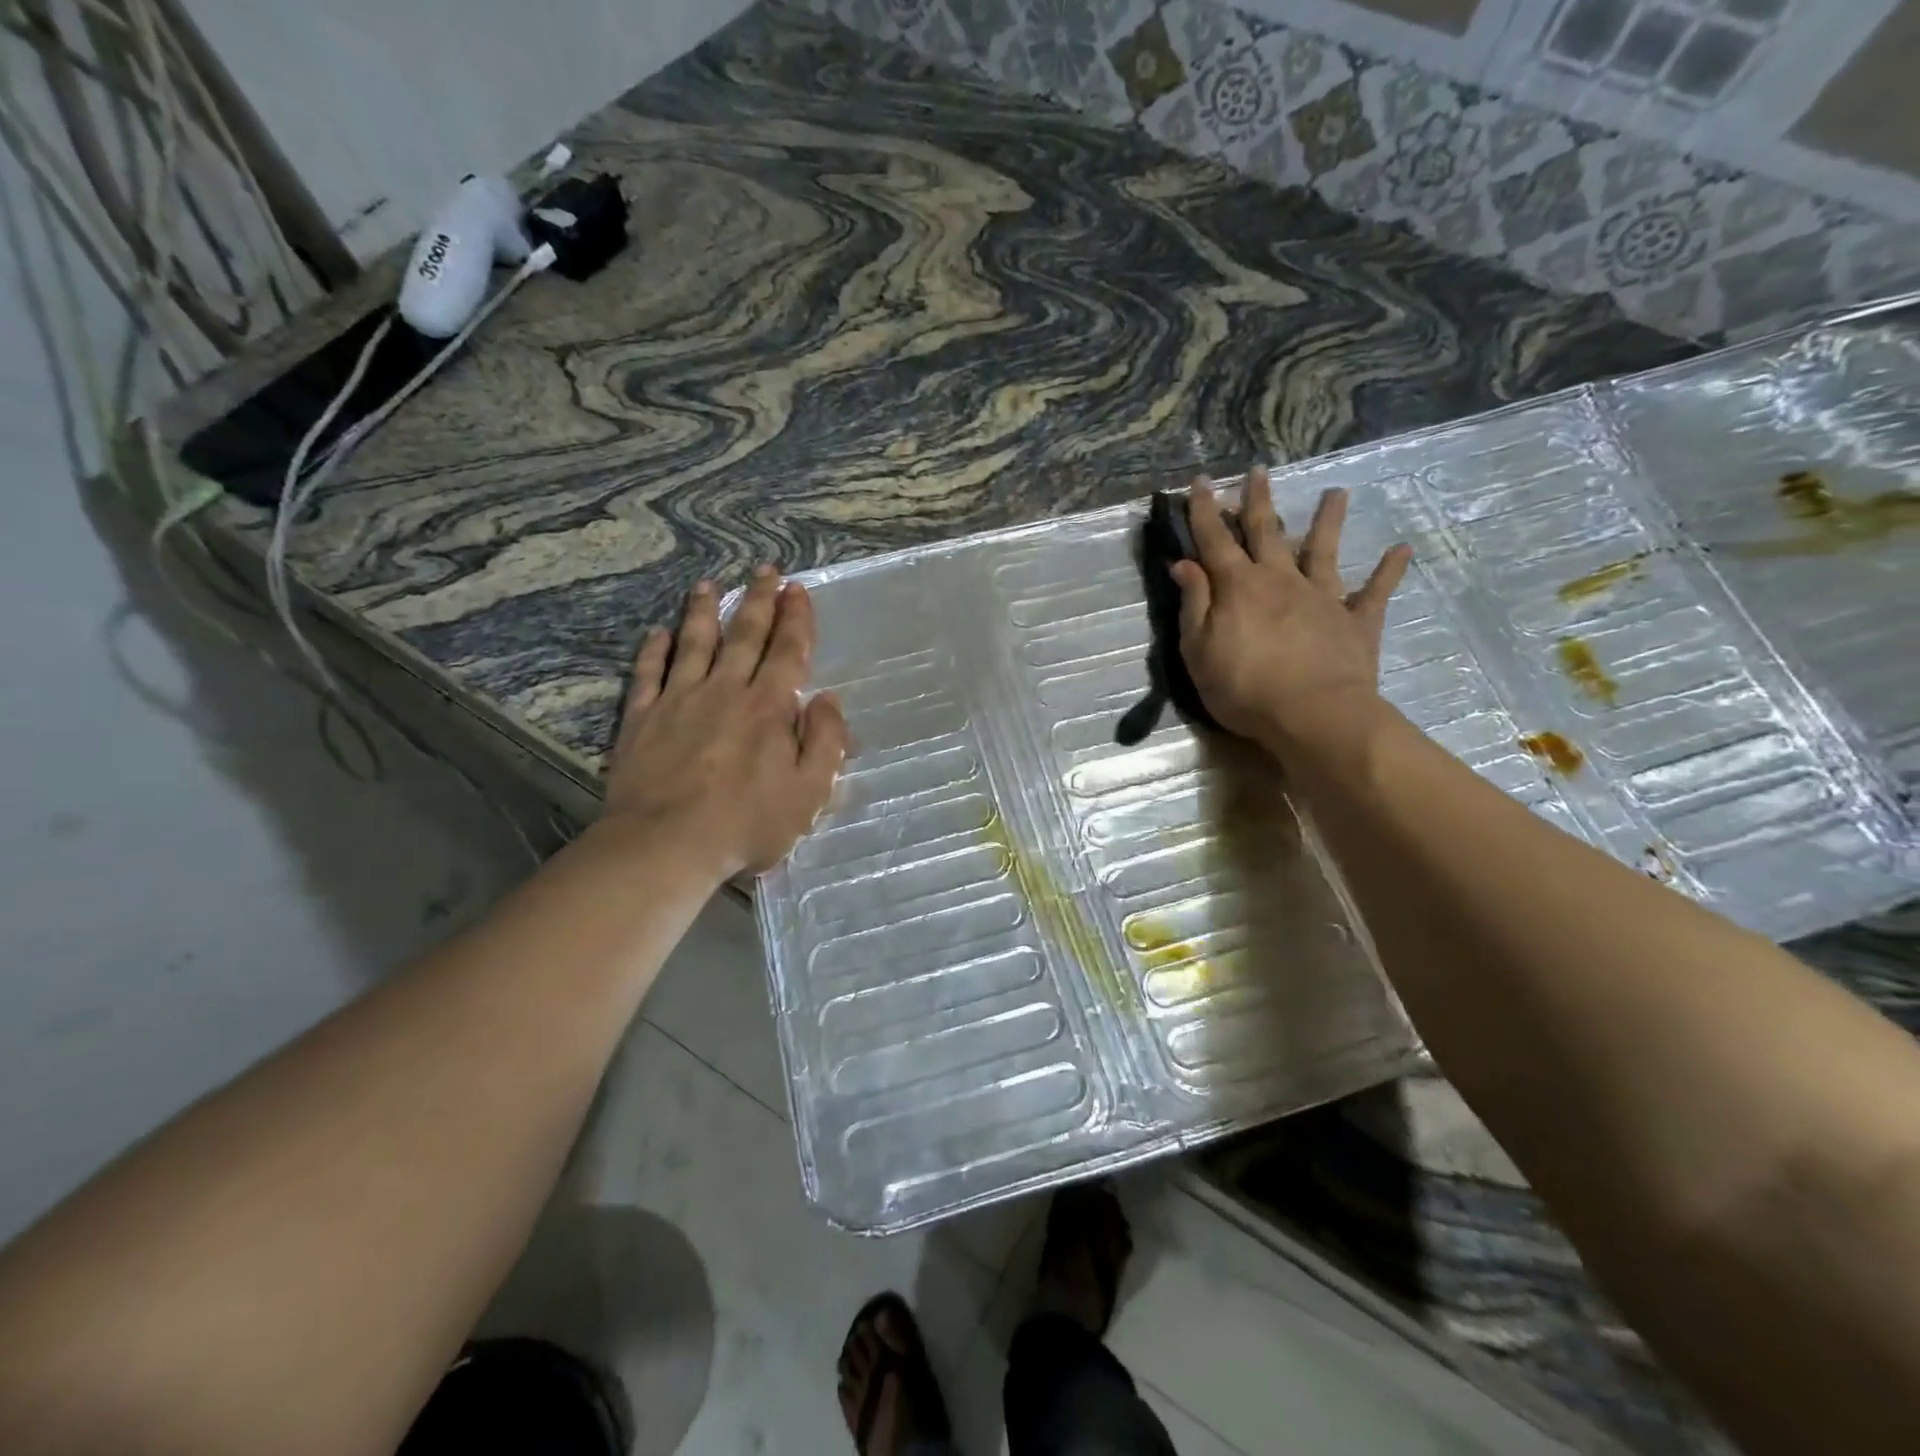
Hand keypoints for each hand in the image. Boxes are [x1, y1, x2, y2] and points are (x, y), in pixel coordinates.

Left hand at [600, 568, 848, 879]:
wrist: (665, 844)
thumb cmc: (746, 823)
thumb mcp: (809, 792)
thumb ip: (825, 742)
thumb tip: (828, 700)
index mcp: (769, 707)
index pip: (788, 651)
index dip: (796, 619)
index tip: (798, 589)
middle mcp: (725, 690)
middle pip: (745, 635)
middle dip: (759, 600)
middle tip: (765, 571)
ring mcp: (679, 700)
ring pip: (695, 643)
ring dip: (704, 611)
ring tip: (708, 585)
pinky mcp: (642, 718)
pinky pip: (648, 673)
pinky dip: (654, 649)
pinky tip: (658, 632)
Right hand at [1172, 469, 1411, 757]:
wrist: (1313, 715)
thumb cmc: (1244, 688)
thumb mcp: (1198, 651)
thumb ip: (1194, 604)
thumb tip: (1184, 563)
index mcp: (1238, 587)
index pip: (1214, 539)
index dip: (1203, 510)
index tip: (1199, 481)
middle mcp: (1280, 579)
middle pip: (1266, 531)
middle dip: (1257, 500)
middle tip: (1258, 470)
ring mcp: (1322, 596)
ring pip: (1322, 549)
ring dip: (1328, 520)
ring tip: (1337, 491)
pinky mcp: (1355, 620)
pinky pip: (1375, 591)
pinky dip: (1388, 570)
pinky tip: (1400, 549)